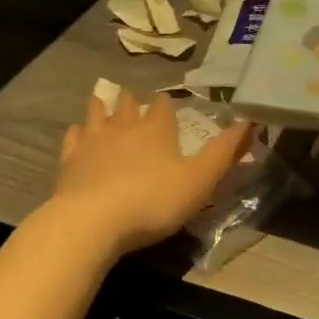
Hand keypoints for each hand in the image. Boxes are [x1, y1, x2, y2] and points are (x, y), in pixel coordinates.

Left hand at [50, 90, 253, 256]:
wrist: (93, 220)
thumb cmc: (153, 201)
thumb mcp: (200, 180)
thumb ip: (224, 152)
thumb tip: (249, 121)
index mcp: (156, 129)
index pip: (163, 107)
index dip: (166, 105)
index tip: (167, 103)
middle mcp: (124, 126)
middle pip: (128, 106)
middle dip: (132, 101)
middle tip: (132, 97)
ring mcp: (93, 141)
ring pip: (97, 114)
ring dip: (101, 107)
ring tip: (102, 101)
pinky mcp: (70, 160)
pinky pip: (73, 138)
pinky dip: (77, 133)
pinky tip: (76, 133)